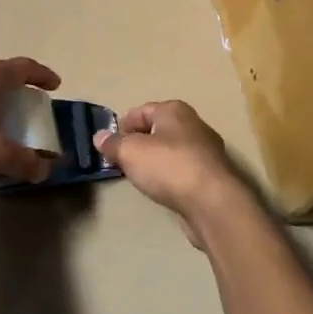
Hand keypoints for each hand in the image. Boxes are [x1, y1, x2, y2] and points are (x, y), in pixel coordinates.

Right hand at [94, 101, 249, 245]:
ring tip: (139, 176)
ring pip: (172, 150)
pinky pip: (183, 169)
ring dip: (155, 160)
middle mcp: (193, 124)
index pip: (141, 111)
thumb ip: (113, 143)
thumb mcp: (130, 152)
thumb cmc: (168, 167)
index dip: (122, 126)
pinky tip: (162, 189)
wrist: (212, 203)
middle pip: (158, 129)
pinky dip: (171, 176)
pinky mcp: (213, 176)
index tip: (109, 144)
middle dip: (139, 142)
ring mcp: (206, 150)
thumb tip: (99, 137)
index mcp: (174, 110)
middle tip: (122, 160)